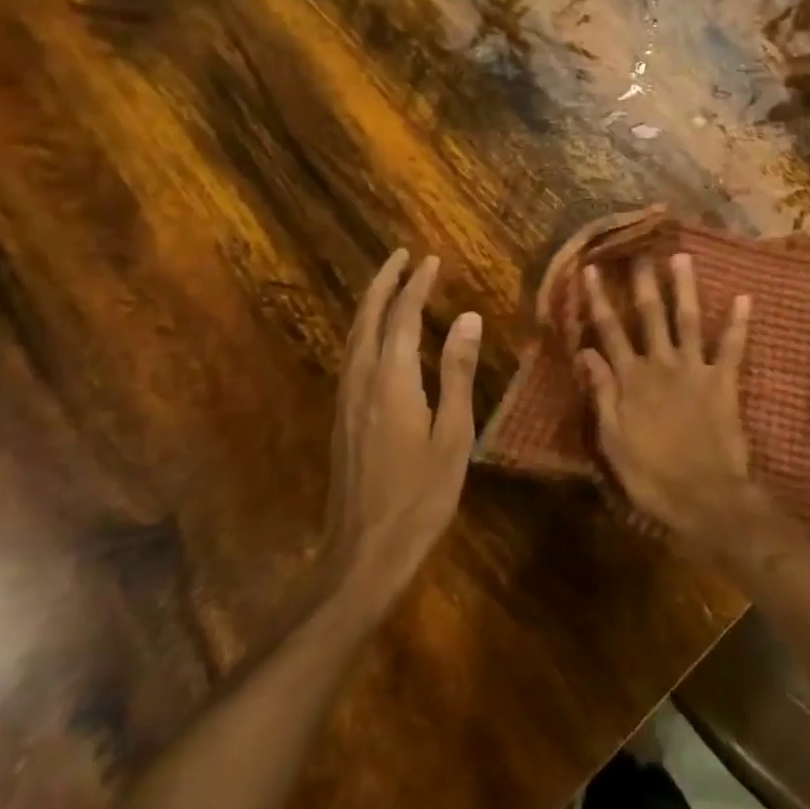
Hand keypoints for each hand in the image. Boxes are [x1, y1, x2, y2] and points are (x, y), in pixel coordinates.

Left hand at [324, 250, 480, 615]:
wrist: (363, 552)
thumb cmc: (420, 496)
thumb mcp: (453, 435)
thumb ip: (456, 372)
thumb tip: (467, 318)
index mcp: (391, 380)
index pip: (402, 317)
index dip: (417, 285)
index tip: (431, 260)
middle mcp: (361, 379)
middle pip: (368, 317)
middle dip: (384, 282)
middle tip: (402, 256)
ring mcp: (346, 399)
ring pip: (354, 335)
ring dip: (371, 303)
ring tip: (389, 282)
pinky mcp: (342, 416)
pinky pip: (351, 355)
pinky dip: (365, 329)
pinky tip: (375, 336)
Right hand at [579, 254, 768, 552]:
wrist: (704, 498)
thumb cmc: (651, 475)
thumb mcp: (612, 439)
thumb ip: (602, 392)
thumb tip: (586, 351)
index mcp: (631, 380)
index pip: (609, 331)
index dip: (598, 300)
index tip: (591, 269)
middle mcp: (661, 365)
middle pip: (650, 316)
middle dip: (643, 282)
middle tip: (640, 250)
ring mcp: (695, 370)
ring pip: (688, 320)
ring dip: (685, 287)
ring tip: (683, 257)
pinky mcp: (723, 382)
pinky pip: (732, 347)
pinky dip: (738, 322)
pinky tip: (744, 297)